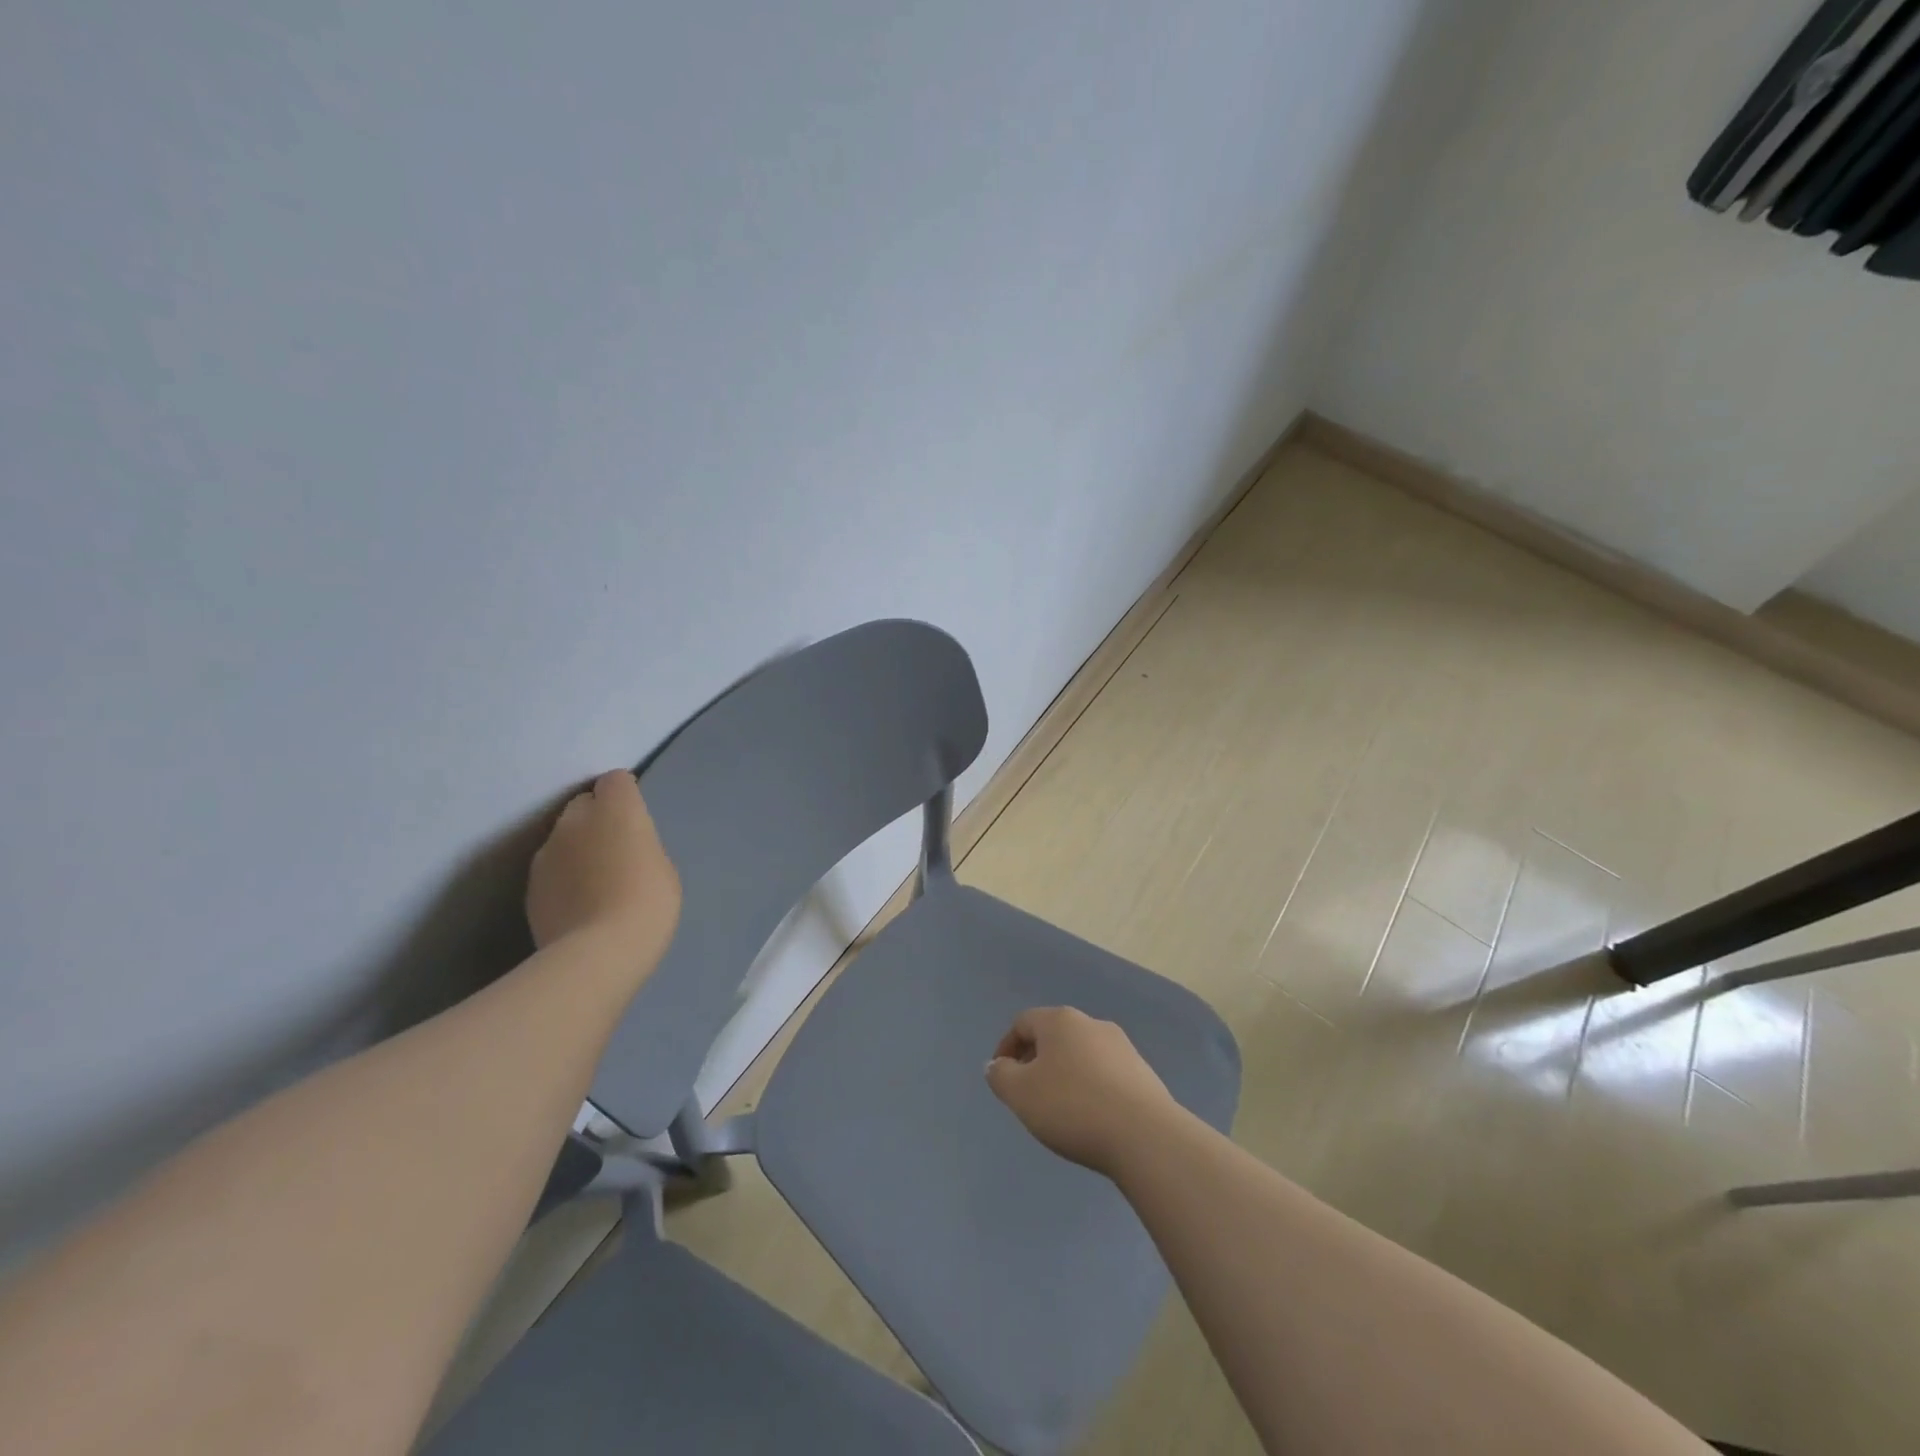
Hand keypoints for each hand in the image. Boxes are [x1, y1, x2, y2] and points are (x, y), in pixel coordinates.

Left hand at [526, 771, 681, 971]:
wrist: (598, 953)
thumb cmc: (647, 903)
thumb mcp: (662, 868)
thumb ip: (639, 846)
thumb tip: (622, 848)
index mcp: (616, 809)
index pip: (616, 780)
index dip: (626, 796)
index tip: (636, 821)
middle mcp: (575, 820)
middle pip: (584, 804)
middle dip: (597, 819)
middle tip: (615, 850)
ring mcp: (546, 852)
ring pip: (563, 838)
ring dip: (577, 849)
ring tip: (595, 883)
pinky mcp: (530, 885)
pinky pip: (551, 869)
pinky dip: (563, 878)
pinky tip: (578, 905)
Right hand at [985, 1006, 1179, 1177]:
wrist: (1144, 1135)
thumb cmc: (1072, 1107)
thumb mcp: (1021, 1094)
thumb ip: (1000, 1076)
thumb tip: (997, 1065)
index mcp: (1060, 1020)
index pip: (1023, 1022)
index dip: (1006, 1047)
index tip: (1002, 1077)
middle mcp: (1091, 1024)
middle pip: (1053, 1036)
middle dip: (1036, 1060)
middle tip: (1027, 1094)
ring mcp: (1122, 1047)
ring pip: (1080, 1054)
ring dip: (1064, 1074)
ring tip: (1059, 1110)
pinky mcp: (1143, 1073)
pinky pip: (1104, 1074)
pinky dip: (1090, 1088)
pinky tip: (1091, 1117)